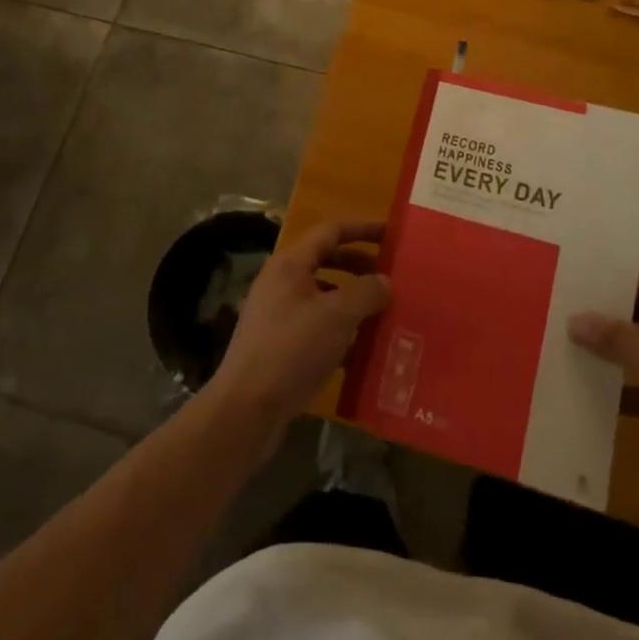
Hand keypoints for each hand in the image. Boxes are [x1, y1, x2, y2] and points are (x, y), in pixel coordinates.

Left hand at [210, 219, 390, 444]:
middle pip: (327, 261)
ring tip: (383, 313)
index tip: (392, 235)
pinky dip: (341, 332)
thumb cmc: (292, 350)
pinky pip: (317, 328)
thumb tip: (385, 281)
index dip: (363, 229)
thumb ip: (366, 292)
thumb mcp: (337, 316)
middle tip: (391, 277)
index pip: (331, 231)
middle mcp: (282, 283)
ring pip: (323, 297)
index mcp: (291, 264)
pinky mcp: (279, 347)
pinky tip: (363, 351)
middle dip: (360, 266)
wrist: (246, 410)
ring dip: (353, 301)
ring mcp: (278, 316)